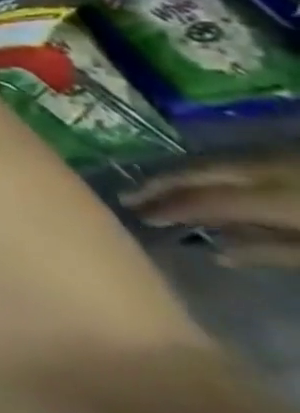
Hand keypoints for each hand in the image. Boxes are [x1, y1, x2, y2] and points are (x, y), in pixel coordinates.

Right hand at [122, 153, 299, 266]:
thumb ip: (275, 252)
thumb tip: (216, 253)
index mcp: (278, 197)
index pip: (207, 199)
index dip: (170, 207)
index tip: (137, 216)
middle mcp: (267, 169)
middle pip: (200, 171)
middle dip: (162, 184)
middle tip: (128, 198)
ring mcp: (279, 160)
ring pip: (214, 163)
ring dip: (181, 177)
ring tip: (154, 192)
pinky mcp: (288, 160)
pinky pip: (235, 164)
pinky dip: (209, 175)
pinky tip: (201, 187)